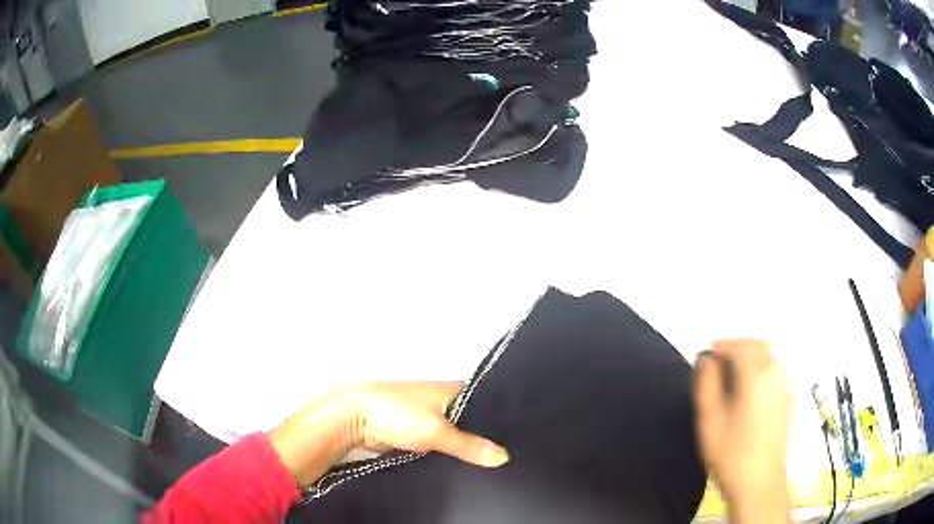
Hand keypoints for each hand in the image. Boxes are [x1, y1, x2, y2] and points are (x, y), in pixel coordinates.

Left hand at [269, 382, 508, 487]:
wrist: (353, 419)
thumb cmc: (396, 413)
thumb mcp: (436, 430)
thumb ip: (469, 445)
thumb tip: (504, 457)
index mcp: (452, 390)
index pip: (488, 401)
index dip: (504, 418)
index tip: (525, 437)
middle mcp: (444, 403)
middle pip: (473, 421)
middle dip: (488, 437)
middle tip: (514, 457)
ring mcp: (430, 420)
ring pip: (458, 436)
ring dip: (468, 448)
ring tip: (496, 466)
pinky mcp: (418, 436)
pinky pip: (442, 447)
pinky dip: (451, 455)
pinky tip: (466, 468)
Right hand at [695, 340, 792, 523]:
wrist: (760, 482)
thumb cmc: (731, 453)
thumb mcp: (709, 420)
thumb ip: (706, 385)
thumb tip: (707, 361)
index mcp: (756, 375)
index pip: (739, 346)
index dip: (721, 345)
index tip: (706, 353)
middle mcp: (775, 372)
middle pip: (757, 345)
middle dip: (737, 346)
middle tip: (718, 359)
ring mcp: (785, 385)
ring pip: (768, 356)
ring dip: (749, 355)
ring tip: (731, 372)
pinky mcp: (788, 397)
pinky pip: (774, 369)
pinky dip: (760, 367)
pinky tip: (749, 386)